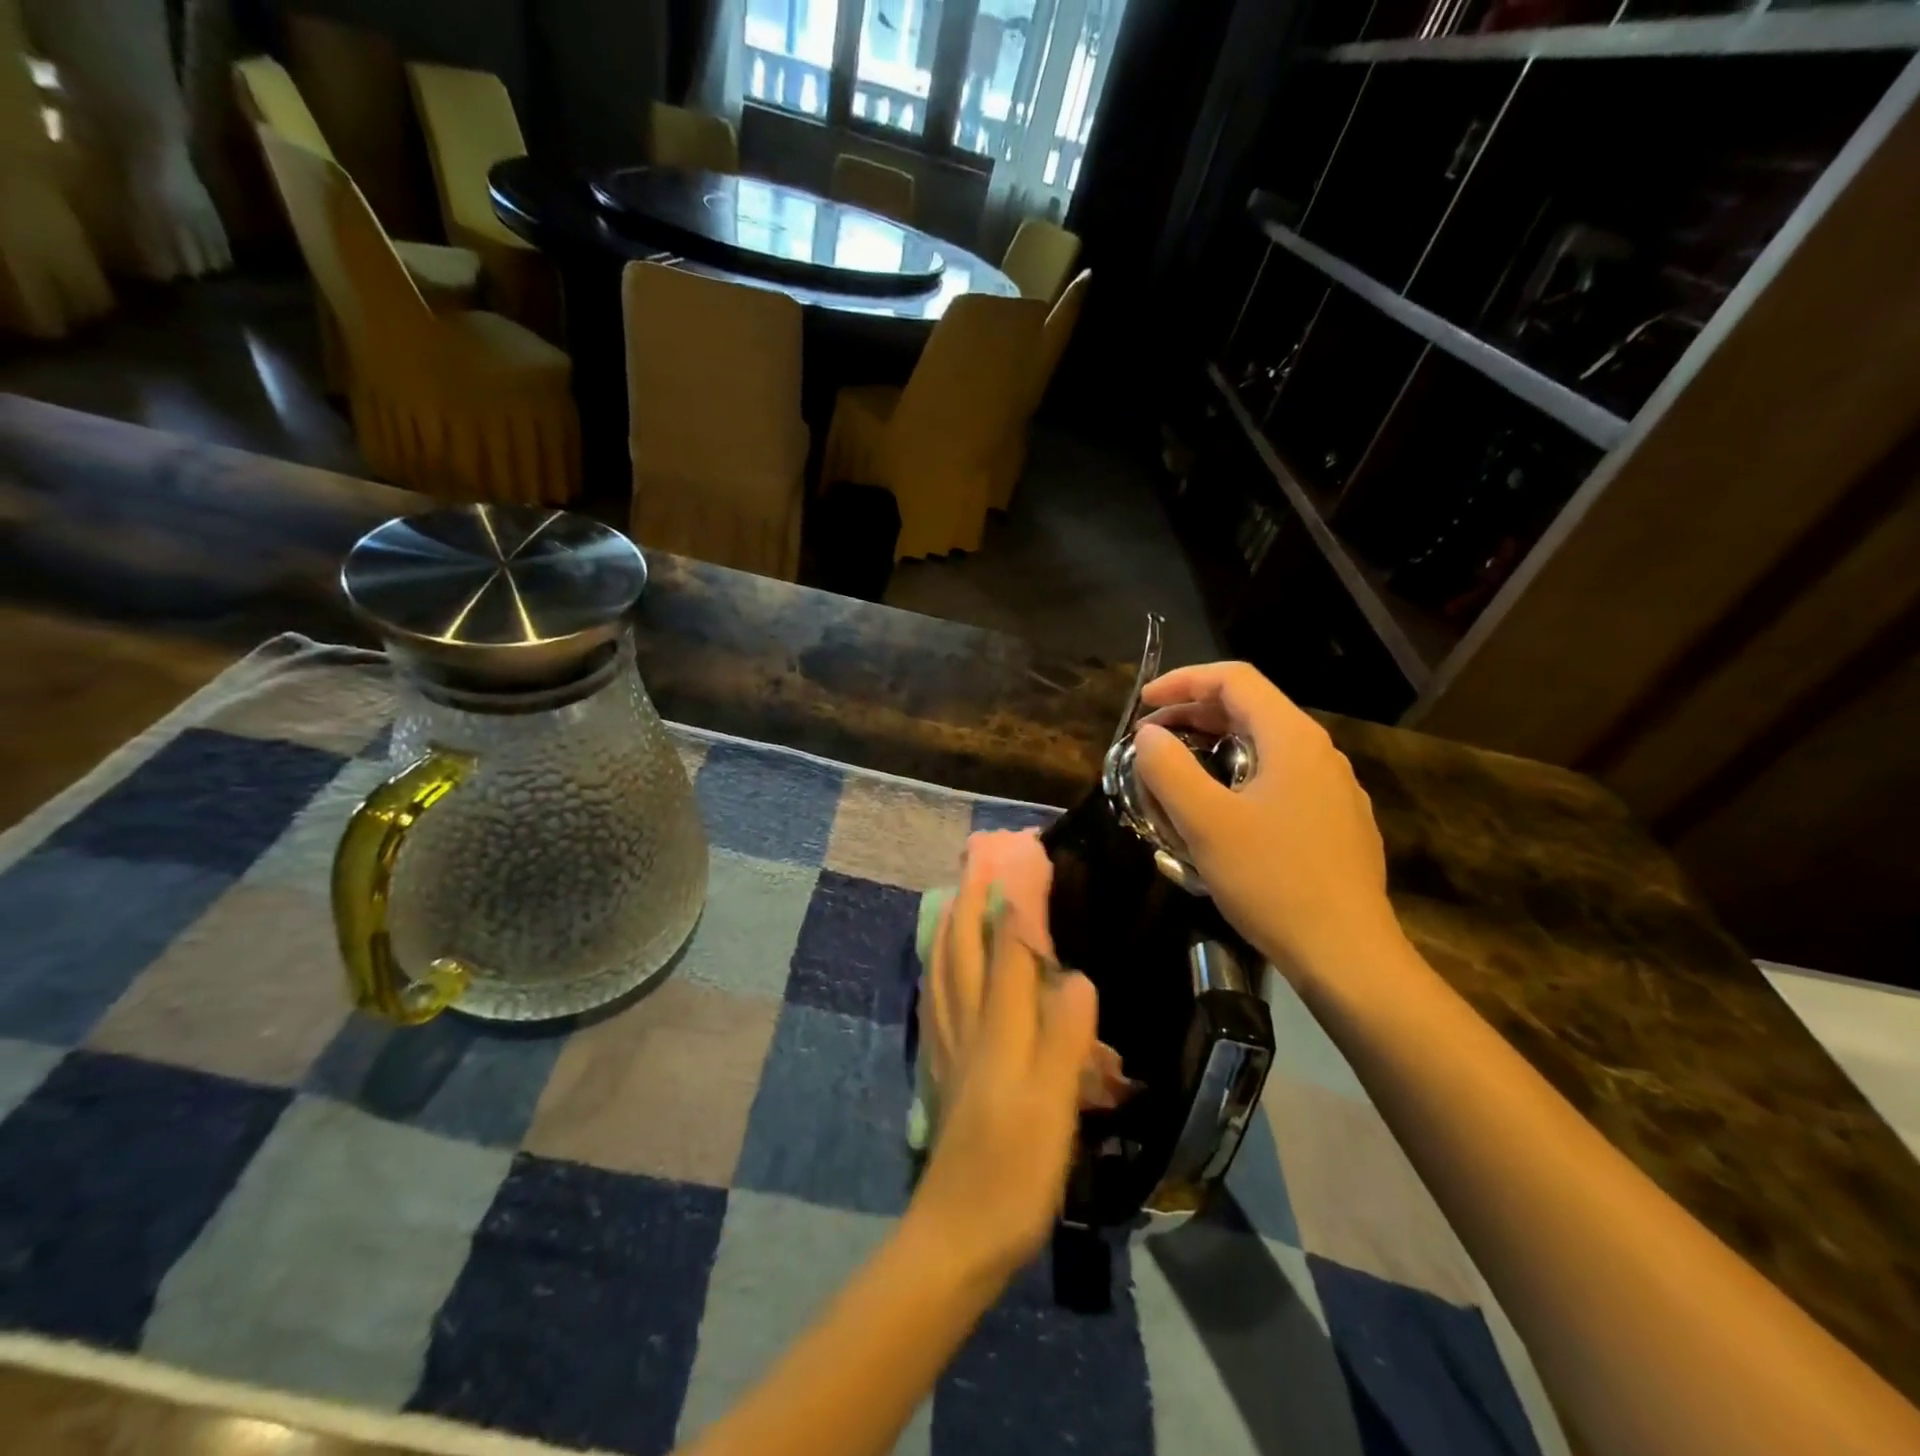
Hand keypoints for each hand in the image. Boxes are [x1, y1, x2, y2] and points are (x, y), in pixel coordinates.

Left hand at [911, 848, 1097, 1282]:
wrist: (957, 1233)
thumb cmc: (1013, 1172)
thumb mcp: (1052, 1108)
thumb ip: (1063, 1039)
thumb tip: (1078, 975)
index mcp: (998, 1029)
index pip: (1008, 950)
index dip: (1016, 901)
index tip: (1023, 856)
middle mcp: (967, 1025)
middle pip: (964, 949)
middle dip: (971, 899)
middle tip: (977, 858)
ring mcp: (949, 1046)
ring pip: (942, 969)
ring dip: (949, 925)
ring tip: (954, 895)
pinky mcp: (943, 1068)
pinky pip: (935, 999)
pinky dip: (936, 967)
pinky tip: (937, 966)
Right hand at [1133, 661, 1403, 984]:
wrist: (1348, 955)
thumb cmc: (1272, 881)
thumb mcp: (1205, 823)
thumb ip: (1168, 769)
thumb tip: (1150, 736)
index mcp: (1292, 738)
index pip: (1234, 679)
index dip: (1182, 681)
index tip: (1143, 706)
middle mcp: (1319, 753)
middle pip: (1250, 709)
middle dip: (1193, 715)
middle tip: (1150, 741)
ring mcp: (1333, 789)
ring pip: (1264, 748)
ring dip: (1214, 749)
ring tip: (1176, 777)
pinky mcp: (1336, 823)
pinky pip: (1279, 781)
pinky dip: (1239, 778)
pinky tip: (1221, 816)